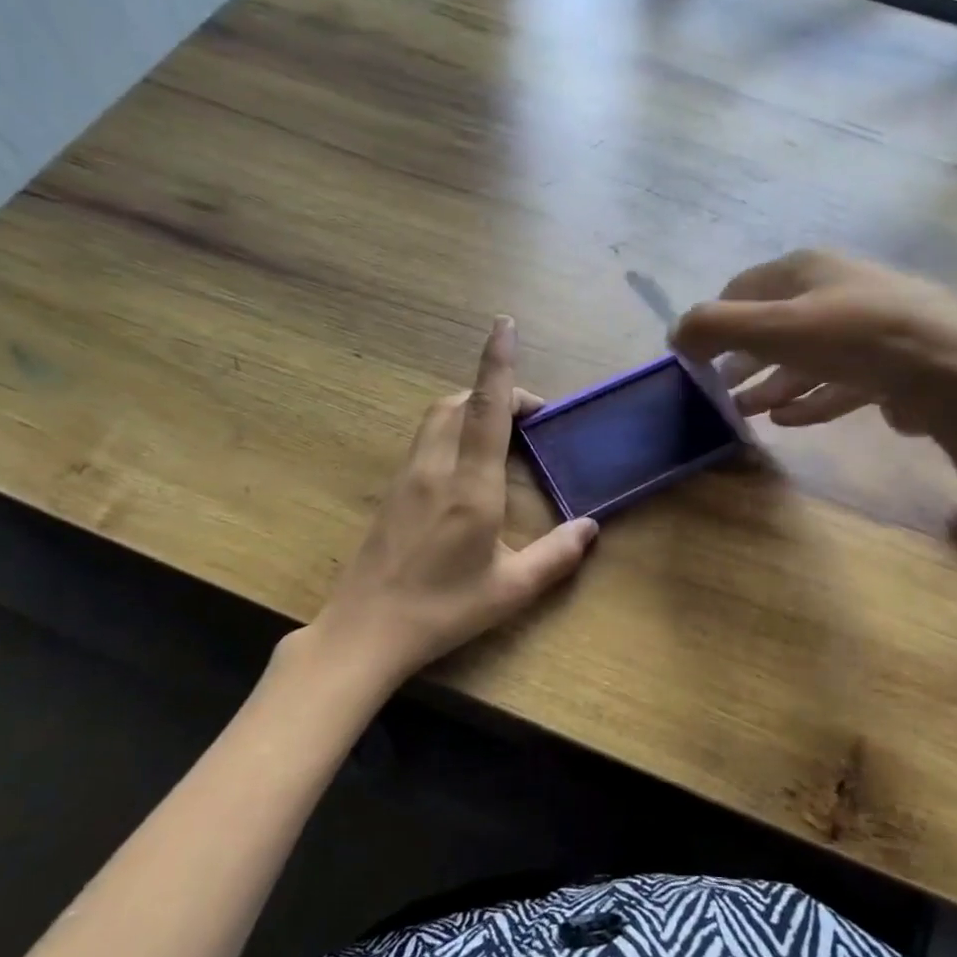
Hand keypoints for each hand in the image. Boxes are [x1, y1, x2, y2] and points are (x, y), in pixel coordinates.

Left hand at [311, 318, 598, 683]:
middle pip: (460, 402)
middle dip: (495, 391)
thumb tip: (591, 527)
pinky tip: (469, 463)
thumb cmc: (442, 610)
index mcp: (470, 486)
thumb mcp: (510, 589)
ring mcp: (408, 476)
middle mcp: (436, 468)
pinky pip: (427, 438)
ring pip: (439, 416)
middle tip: (531, 418)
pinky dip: (454, 428)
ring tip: (504, 433)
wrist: (364, 631)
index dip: (497, 363)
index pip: (487, 409)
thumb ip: (557, 556)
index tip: (504, 325)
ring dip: (472, 407)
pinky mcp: (394, 490)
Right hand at [670, 249, 956, 442]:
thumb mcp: (775, 326)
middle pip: (775, 325)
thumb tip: (676, 334)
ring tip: (743, 411)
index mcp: (808, 270)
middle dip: (742, 358)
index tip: (693, 356)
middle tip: (714, 390)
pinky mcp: (888, 368)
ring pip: (804, 358)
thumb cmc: (855, 336)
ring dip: (771, 383)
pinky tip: (786, 420)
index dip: (715, 320)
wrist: (952, 369)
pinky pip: (835, 383)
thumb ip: (718, 326)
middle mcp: (836, 292)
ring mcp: (866, 330)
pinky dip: (807, 399)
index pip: (745, 288)